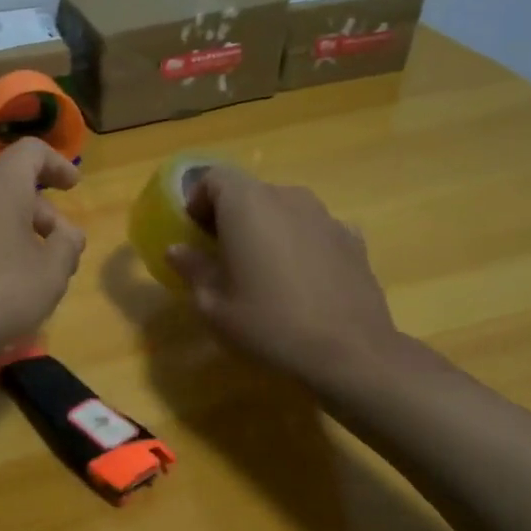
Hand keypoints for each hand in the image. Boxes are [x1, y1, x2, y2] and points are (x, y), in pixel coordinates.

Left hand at [0, 139, 86, 358]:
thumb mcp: (49, 275)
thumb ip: (67, 248)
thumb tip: (67, 234)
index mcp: (1, 183)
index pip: (33, 151)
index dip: (58, 164)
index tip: (73, 186)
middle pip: (13, 188)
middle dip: (44, 217)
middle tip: (63, 252)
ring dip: (17, 236)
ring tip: (34, 277)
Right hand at [166, 167, 409, 387]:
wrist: (350, 353)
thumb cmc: (268, 324)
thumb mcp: (213, 305)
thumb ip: (193, 269)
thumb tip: (177, 250)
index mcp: (248, 204)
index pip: (214, 177)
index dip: (198, 201)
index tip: (193, 234)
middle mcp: (288, 197)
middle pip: (250, 192)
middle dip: (231, 217)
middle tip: (222, 257)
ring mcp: (326, 216)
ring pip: (284, 210)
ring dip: (267, 229)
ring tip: (264, 271)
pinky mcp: (353, 239)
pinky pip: (314, 230)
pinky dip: (300, 244)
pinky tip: (301, 281)